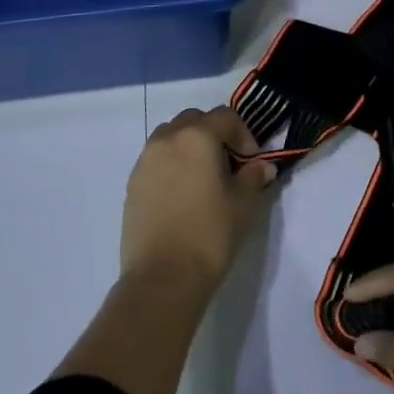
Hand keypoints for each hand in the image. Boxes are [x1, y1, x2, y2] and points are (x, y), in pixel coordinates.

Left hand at [120, 107, 271, 296]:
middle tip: (228, 163)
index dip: (244, 134)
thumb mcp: (243, 204)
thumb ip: (253, 176)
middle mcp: (167, 139)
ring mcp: (145, 161)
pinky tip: (182, 194)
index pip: (225, 117)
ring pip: (170, 137)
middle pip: (194, 120)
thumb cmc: (210, 234)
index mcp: (197, 136)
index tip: (252, 161)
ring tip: (203, 176)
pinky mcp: (132, 184)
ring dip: (189, 145)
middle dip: (214, 133)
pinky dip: (171, 165)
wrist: (162, 277)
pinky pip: (156, 160)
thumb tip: (262, 166)